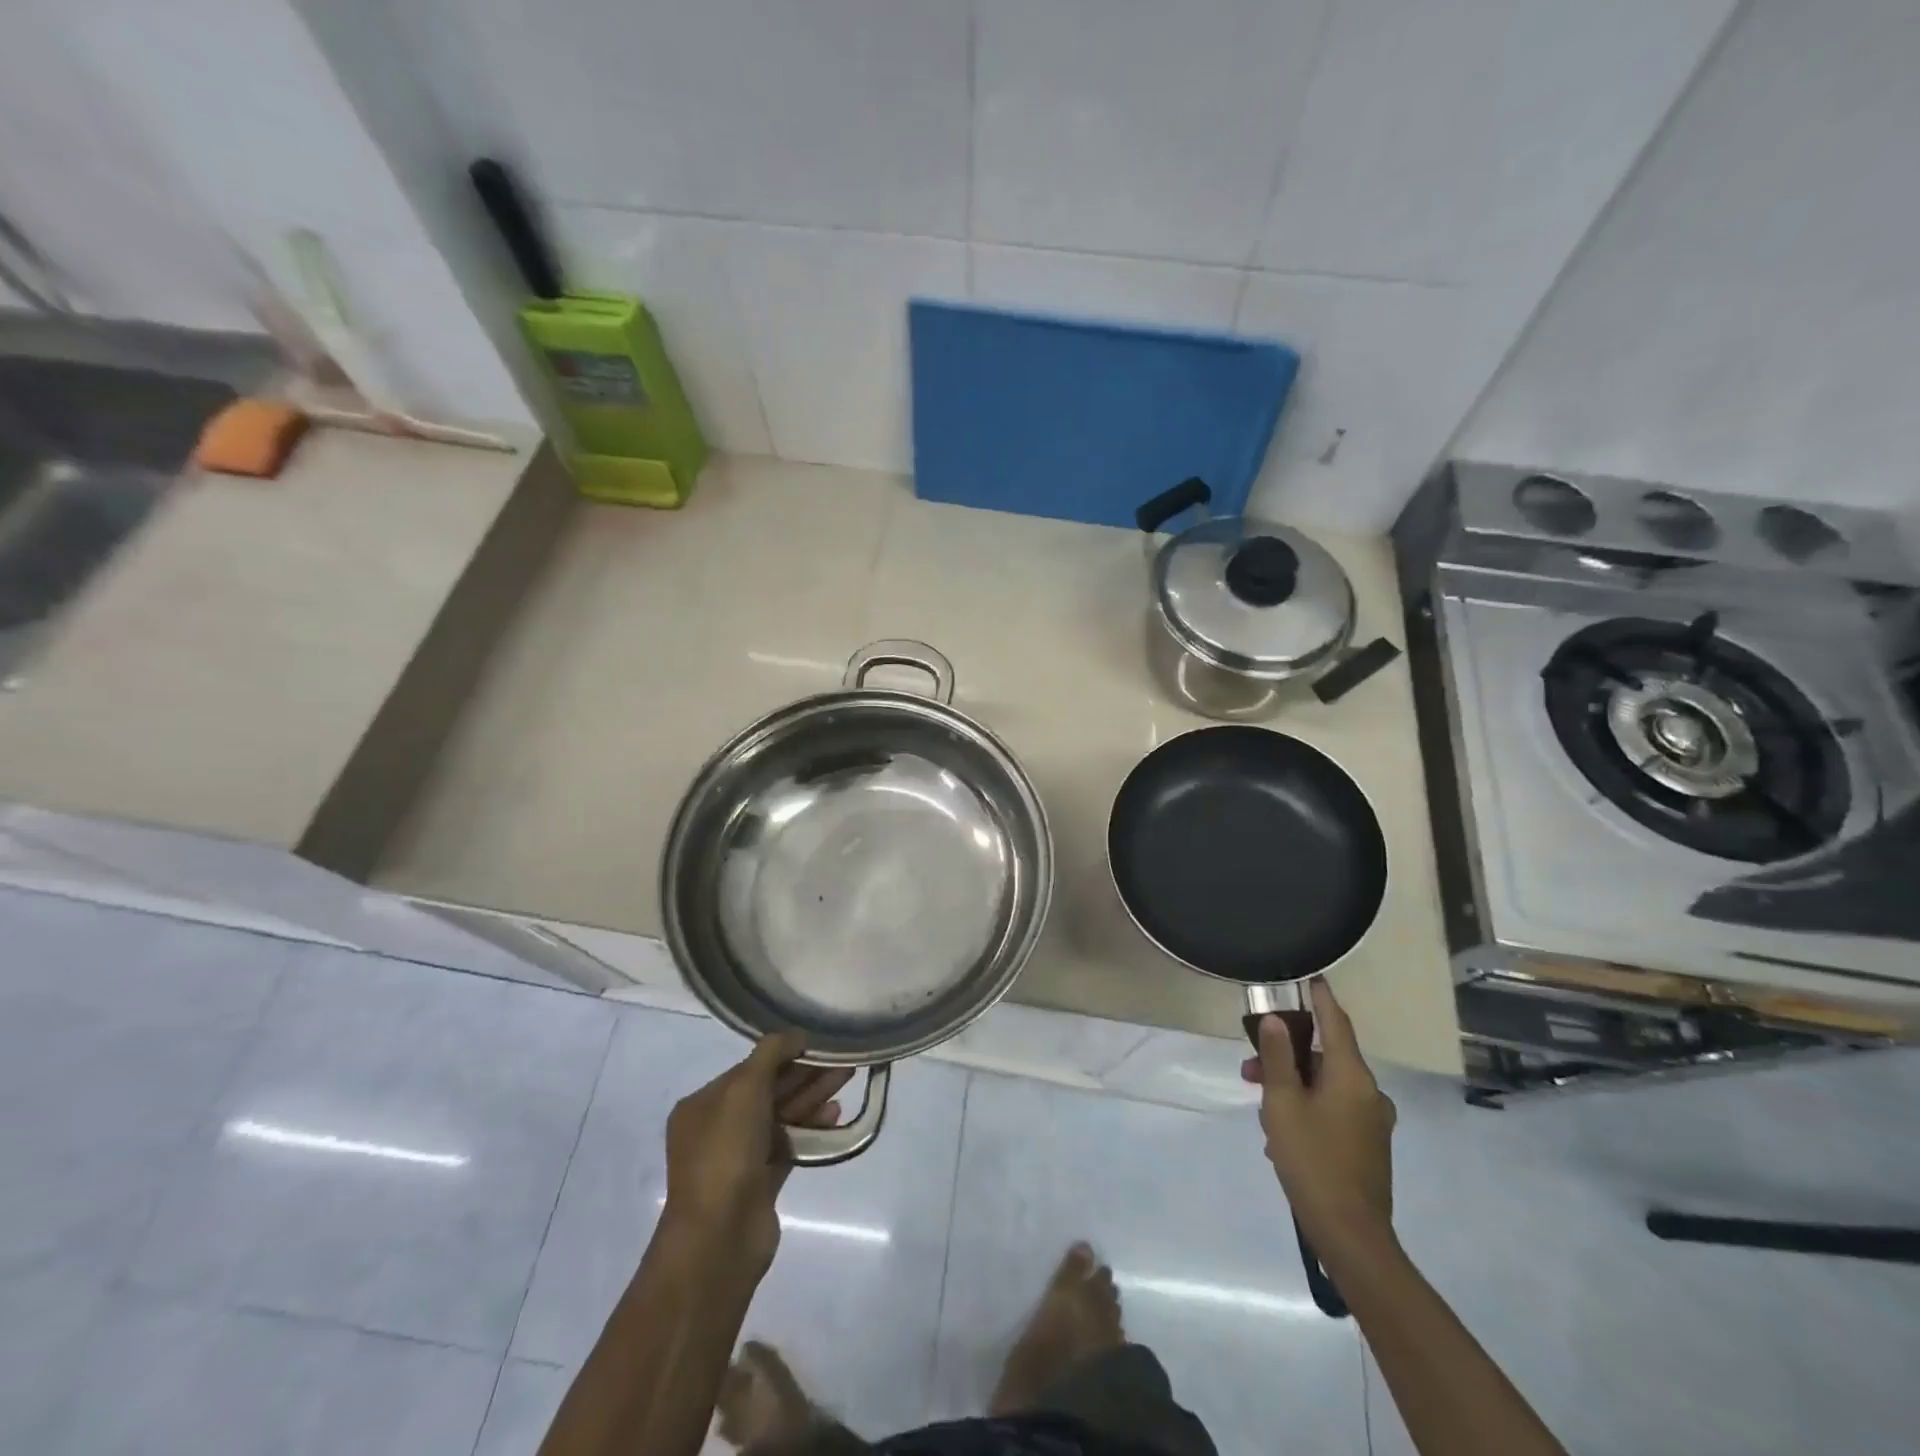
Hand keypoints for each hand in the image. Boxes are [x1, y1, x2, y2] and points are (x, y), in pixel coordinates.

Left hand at [662, 1031, 852, 1273]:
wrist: (719, 1238)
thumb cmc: (726, 1153)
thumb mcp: (745, 1088)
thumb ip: (771, 1053)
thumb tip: (797, 1034)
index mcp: (703, 1104)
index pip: (749, 1068)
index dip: (784, 1054)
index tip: (818, 1044)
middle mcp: (718, 1127)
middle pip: (768, 1090)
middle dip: (805, 1073)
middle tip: (842, 1060)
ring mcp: (739, 1157)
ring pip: (781, 1116)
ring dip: (812, 1097)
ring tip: (847, 1079)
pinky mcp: (761, 1182)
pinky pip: (789, 1143)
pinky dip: (810, 1127)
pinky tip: (836, 1115)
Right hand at [1240, 980, 1395, 1249]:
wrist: (1350, 1234)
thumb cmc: (1312, 1160)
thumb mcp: (1282, 1103)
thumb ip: (1277, 1058)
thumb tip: (1276, 1020)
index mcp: (1352, 1076)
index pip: (1336, 1022)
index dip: (1321, 997)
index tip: (1309, 977)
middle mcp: (1370, 1093)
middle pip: (1326, 1057)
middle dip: (1288, 1056)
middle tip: (1251, 1068)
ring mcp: (1373, 1121)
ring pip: (1327, 1086)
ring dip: (1293, 1087)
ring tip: (1262, 1110)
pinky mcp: (1369, 1145)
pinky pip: (1334, 1110)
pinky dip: (1308, 1108)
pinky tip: (1282, 1134)